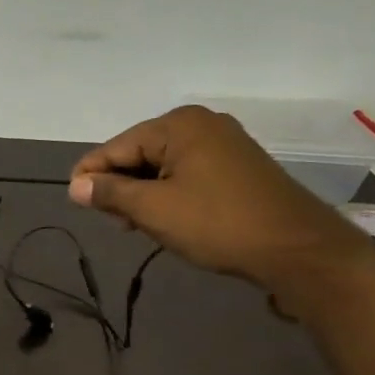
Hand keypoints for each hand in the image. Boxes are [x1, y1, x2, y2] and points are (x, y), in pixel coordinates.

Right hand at [67, 105, 373, 291]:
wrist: (298, 250)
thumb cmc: (217, 223)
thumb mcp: (153, 209)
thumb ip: (110, 193)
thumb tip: (75, 186)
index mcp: (179, 124)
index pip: (116, 146)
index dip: (91, 175)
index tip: (76, 204)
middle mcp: (201, 124)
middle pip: (139, 153)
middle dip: (121, 187)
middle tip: (114, 223)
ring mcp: (224, 144)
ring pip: (162, 167)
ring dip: (144, 195)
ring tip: (137, 226)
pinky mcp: (238, 167)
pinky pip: (187, 174)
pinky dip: (169, 195)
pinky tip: (165, 220)